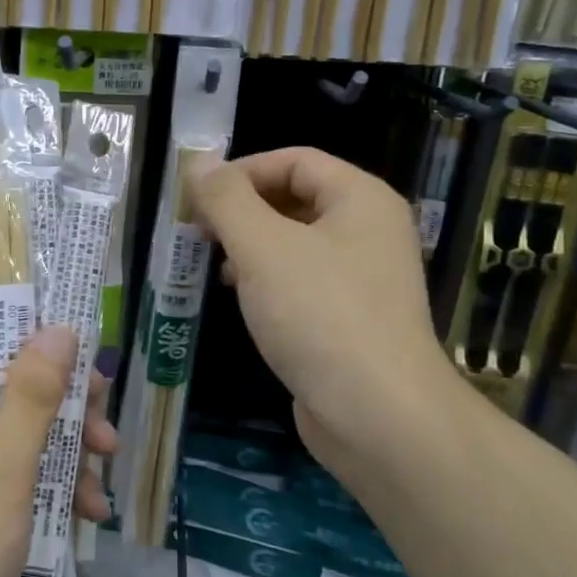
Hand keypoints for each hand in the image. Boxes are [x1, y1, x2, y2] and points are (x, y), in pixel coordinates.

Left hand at [0, 316, 114, 576]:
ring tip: (107, 465)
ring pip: (25, 427)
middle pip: (14, 379)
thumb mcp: (2, 464)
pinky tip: (90, 511)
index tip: (85, 340)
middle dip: (65, 396)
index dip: (32, 325)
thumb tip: (59, 328)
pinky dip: (56, 483)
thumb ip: (33, 394)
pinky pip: (22, 471)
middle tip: (104, 414)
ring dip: (69, 443)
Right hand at [188, 148, 452, 468]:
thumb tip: (198, 161)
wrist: (378, 416)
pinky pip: (302, 281)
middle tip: (198, 232)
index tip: (198, 198)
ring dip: (250, 246)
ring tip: (214, 266)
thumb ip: (226, 199)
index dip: (242, 171)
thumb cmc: (320, 315)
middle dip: (242, 210)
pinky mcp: (351, 318)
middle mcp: (369, 230)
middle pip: (295, 198)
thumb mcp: (262, 247)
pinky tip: (242, 300)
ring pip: (295, 242)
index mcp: (361, 198)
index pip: (294, 159)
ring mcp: (363, 277)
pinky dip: (267, 280)